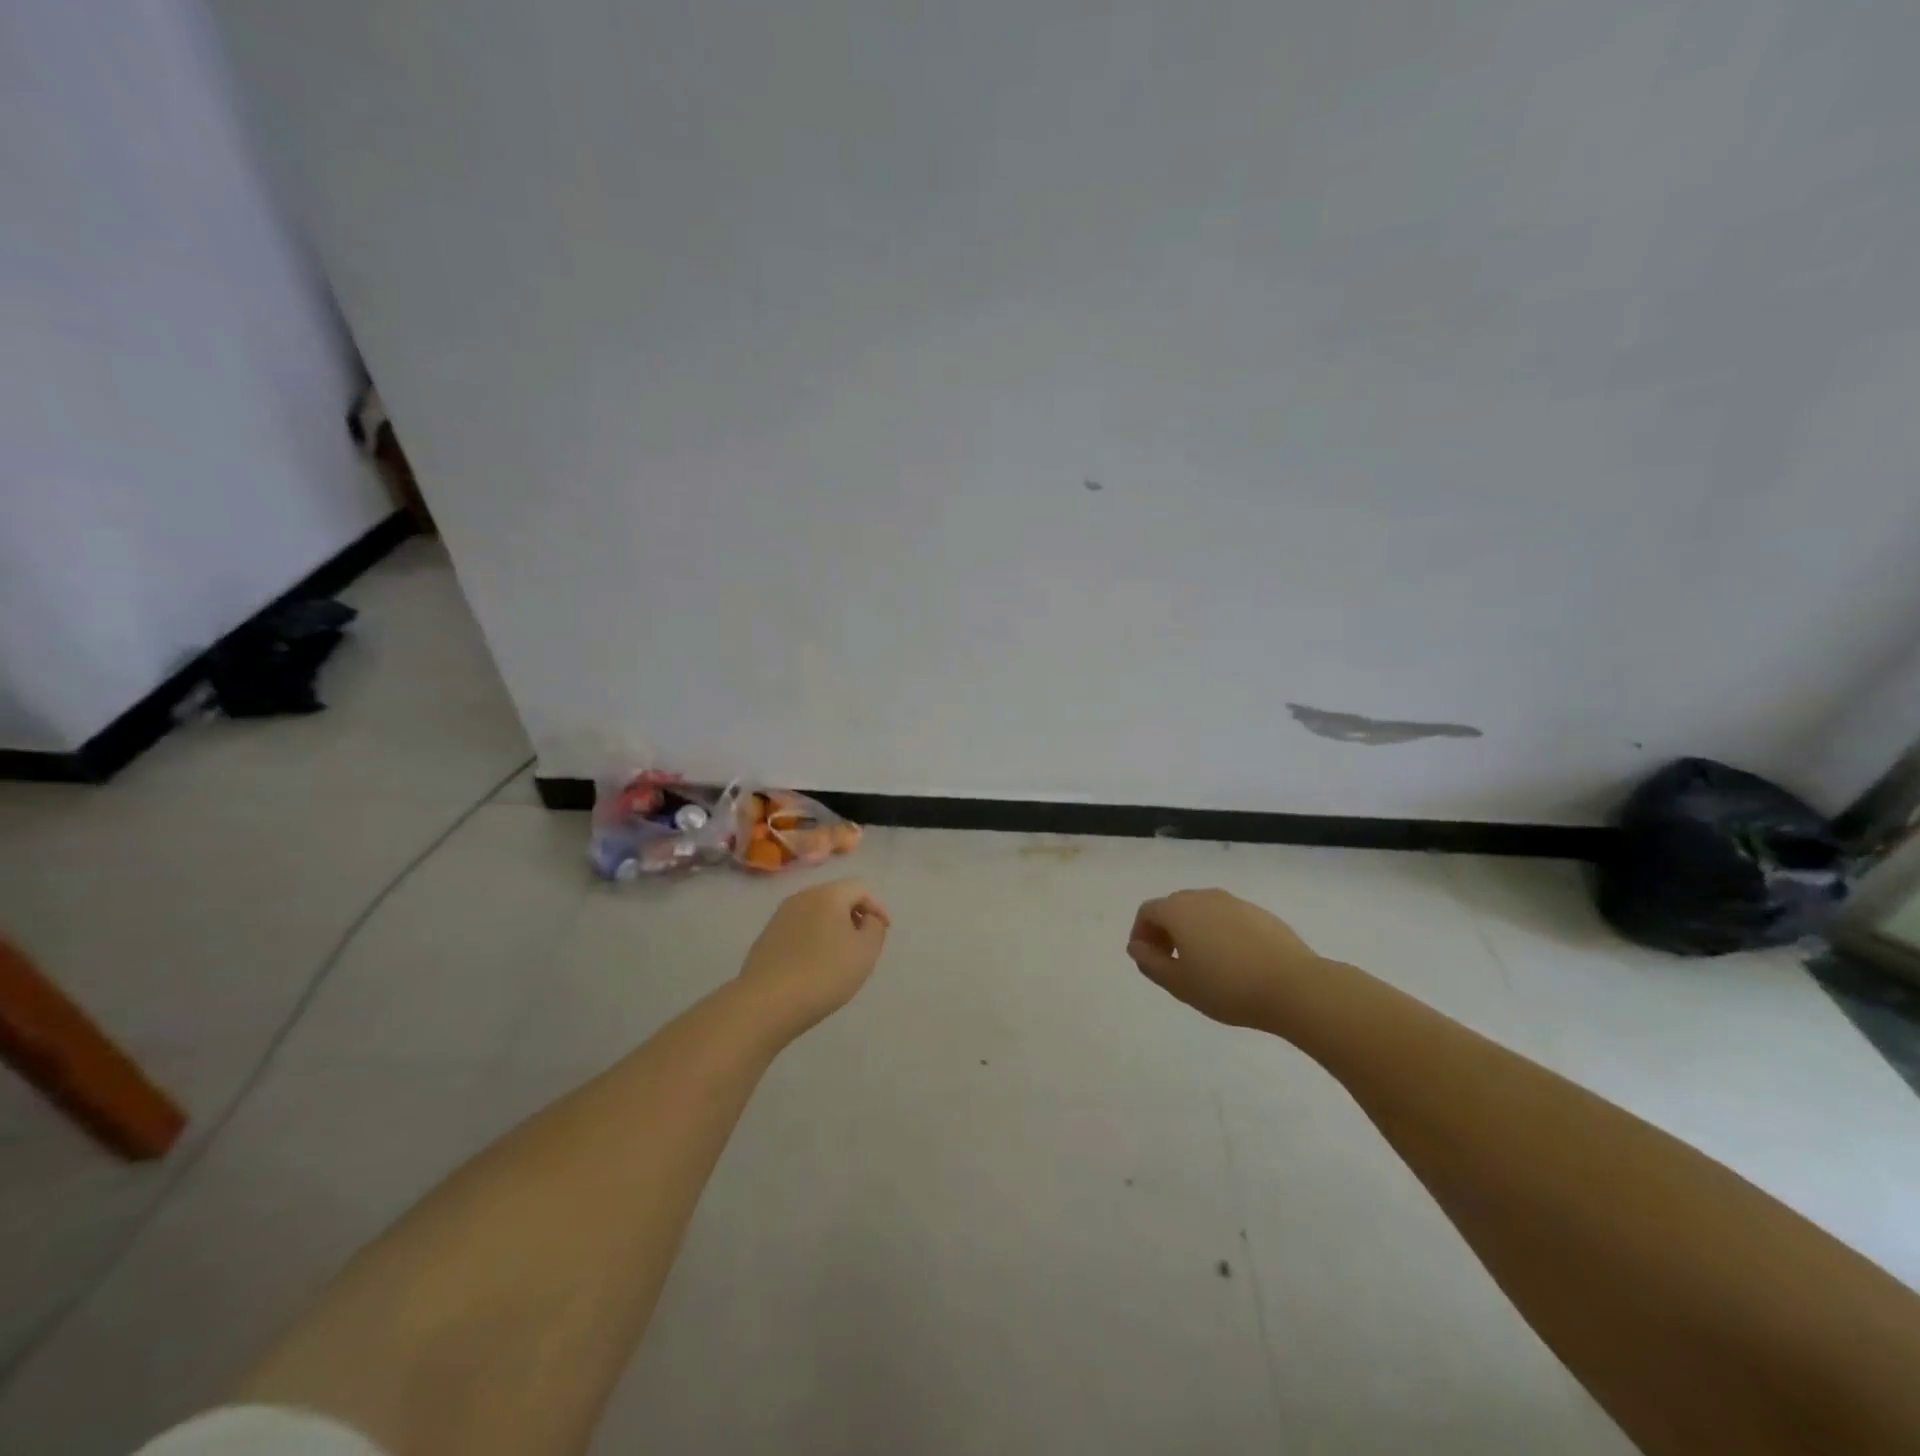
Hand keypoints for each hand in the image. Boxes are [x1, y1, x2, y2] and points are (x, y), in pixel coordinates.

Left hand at [737, 879, 890, 1034]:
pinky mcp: (767, 936)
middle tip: (864, 943)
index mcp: (828, 894)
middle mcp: (802, 896)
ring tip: (841, 957)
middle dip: (854, 916)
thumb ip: (875, 928)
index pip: (860, 888)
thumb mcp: (865, 952)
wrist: (766, 1003)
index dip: (878, 907)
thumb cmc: (824, 973)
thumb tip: (867, 919)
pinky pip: (799, 929)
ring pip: (816, 913)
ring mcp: (780, 916)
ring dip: (833, 928)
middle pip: (837, 897)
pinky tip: (815, 965)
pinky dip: (813, 939)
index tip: (884, 931)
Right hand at [1127, 889, 1323, 1028]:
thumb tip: (1137, 947)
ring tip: (1203, 965)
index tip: (1148, 960)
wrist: (1294, 986)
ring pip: (1202, 911)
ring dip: (1193, 932)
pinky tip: (1234, 963)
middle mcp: (1204, 897)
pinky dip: (1220, 933)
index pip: (1148, 912)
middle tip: (1171, 963)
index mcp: (1179, 910)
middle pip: (1174, 907)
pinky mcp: (1260, 913)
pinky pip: (1228, 918)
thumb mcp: (1179, 984)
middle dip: (1165, 931)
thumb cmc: (1227, 987)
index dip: (1141, 934)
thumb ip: (1151, 963)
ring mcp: (1235, 902)